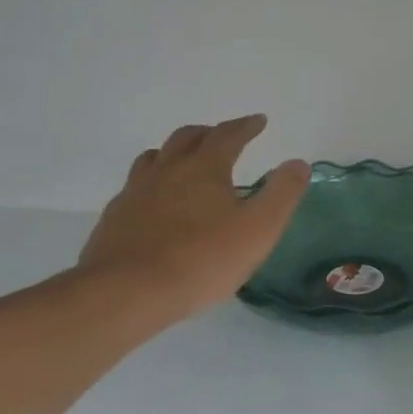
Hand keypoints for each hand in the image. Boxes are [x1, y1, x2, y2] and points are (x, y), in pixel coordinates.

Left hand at [75, 115, 309, 324]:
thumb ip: (282, 193)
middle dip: (209, 133)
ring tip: (184, 162)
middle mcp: (167, 170)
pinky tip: (154, 203)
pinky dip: (151, 183)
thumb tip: (298, 163)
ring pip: (154, 158)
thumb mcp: (259, 229)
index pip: (228, 135)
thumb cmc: (202, 259)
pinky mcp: (115, 218)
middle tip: (223, 137)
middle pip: (187, 138)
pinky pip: (135, 187)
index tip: (258, 121)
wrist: (127, 292)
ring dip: (174, 152)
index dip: (245, 126)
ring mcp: (135, 192)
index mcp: (204, 167)